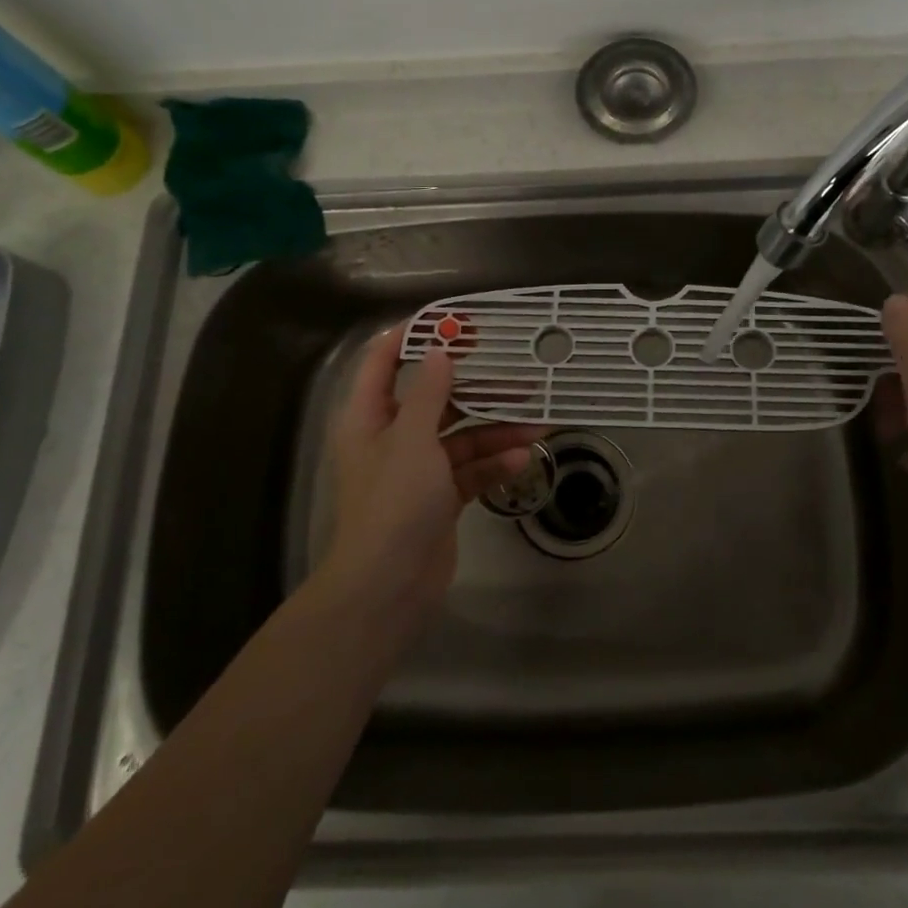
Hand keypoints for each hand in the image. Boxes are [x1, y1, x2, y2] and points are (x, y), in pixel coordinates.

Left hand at [320, 326, 545, 631]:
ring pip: (461, 436)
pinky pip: (470, 469)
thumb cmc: (393, 501)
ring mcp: (418, 470)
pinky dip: (493, 463)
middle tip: (513, 369)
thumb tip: (441, 351)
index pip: (383, 362)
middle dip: (475, 387)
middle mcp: (392, 438)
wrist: (389, 585)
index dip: (413, 336)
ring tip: (537, 423)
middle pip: (435, 399)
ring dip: (496, 430)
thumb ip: (429, 391)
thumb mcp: (412, 438)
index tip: (453, 321)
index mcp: (369, 417)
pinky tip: (521, 459)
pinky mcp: (440, 497)